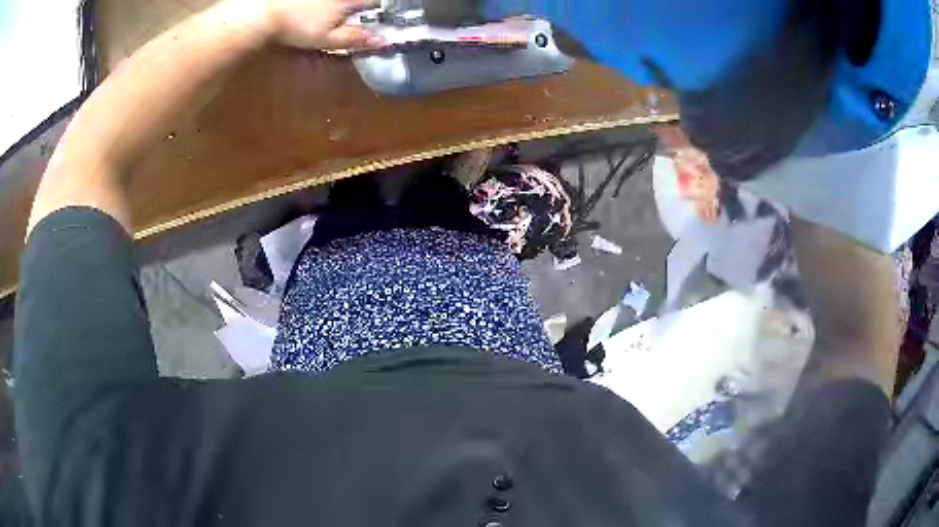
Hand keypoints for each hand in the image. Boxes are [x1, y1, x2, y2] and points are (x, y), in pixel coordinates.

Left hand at [262, 0, 381, 49]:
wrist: (264, 13)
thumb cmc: (296, 27)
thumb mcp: (326, 39)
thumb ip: (354, 38)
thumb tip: (380, 41)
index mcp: (351, 0)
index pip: (377, 3)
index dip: (380, 11)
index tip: (377, 19)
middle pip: (363, 0)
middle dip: (364, 7)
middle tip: (355, 19)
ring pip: (346, 1)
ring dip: (348, 7)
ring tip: (334, 16)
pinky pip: (328, 2)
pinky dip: (328, 6)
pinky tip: (319, 10)